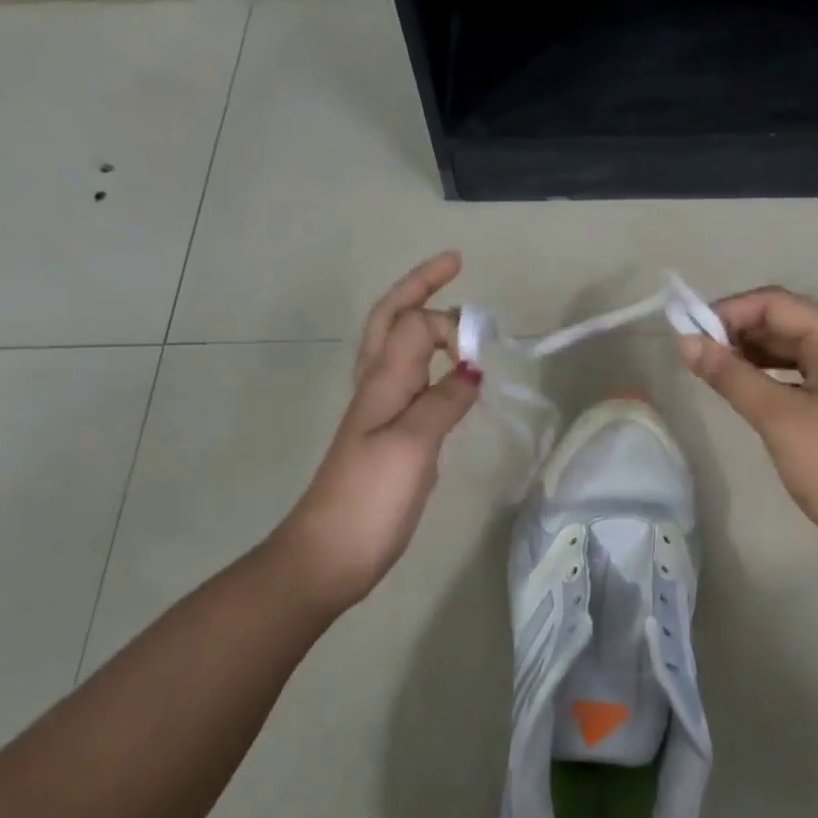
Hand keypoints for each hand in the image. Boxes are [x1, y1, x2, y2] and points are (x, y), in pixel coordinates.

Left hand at [275, 252, 481, 614]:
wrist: (331, 553)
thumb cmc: (368, 498)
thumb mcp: (411, 445)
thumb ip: (443, 401)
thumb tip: (473, 369)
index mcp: (382, 381)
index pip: (417, 325)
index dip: (453, 325)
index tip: (486, 351)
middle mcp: (378, 386)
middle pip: (394, 320)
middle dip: (421, 286)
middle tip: (455, 264)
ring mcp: (381, 412)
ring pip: (400, 349)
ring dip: (424, 319)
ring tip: (457, 314)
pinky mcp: (390, 437)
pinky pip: (413, 382)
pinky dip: (433, 363)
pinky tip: (451, 376)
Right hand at [678, 287, 817, 571]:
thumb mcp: (777, 417)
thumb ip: (730, 375)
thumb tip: (685, 343)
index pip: (776, 303)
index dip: (731, 311)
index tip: (691, 332)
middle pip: (784, 321)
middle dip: (738, 330)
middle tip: (696, 351)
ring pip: (788, 348)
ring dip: (749, 351)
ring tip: (711, 367)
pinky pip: (796, 373)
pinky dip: (765, 374)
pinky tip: (740, 387)